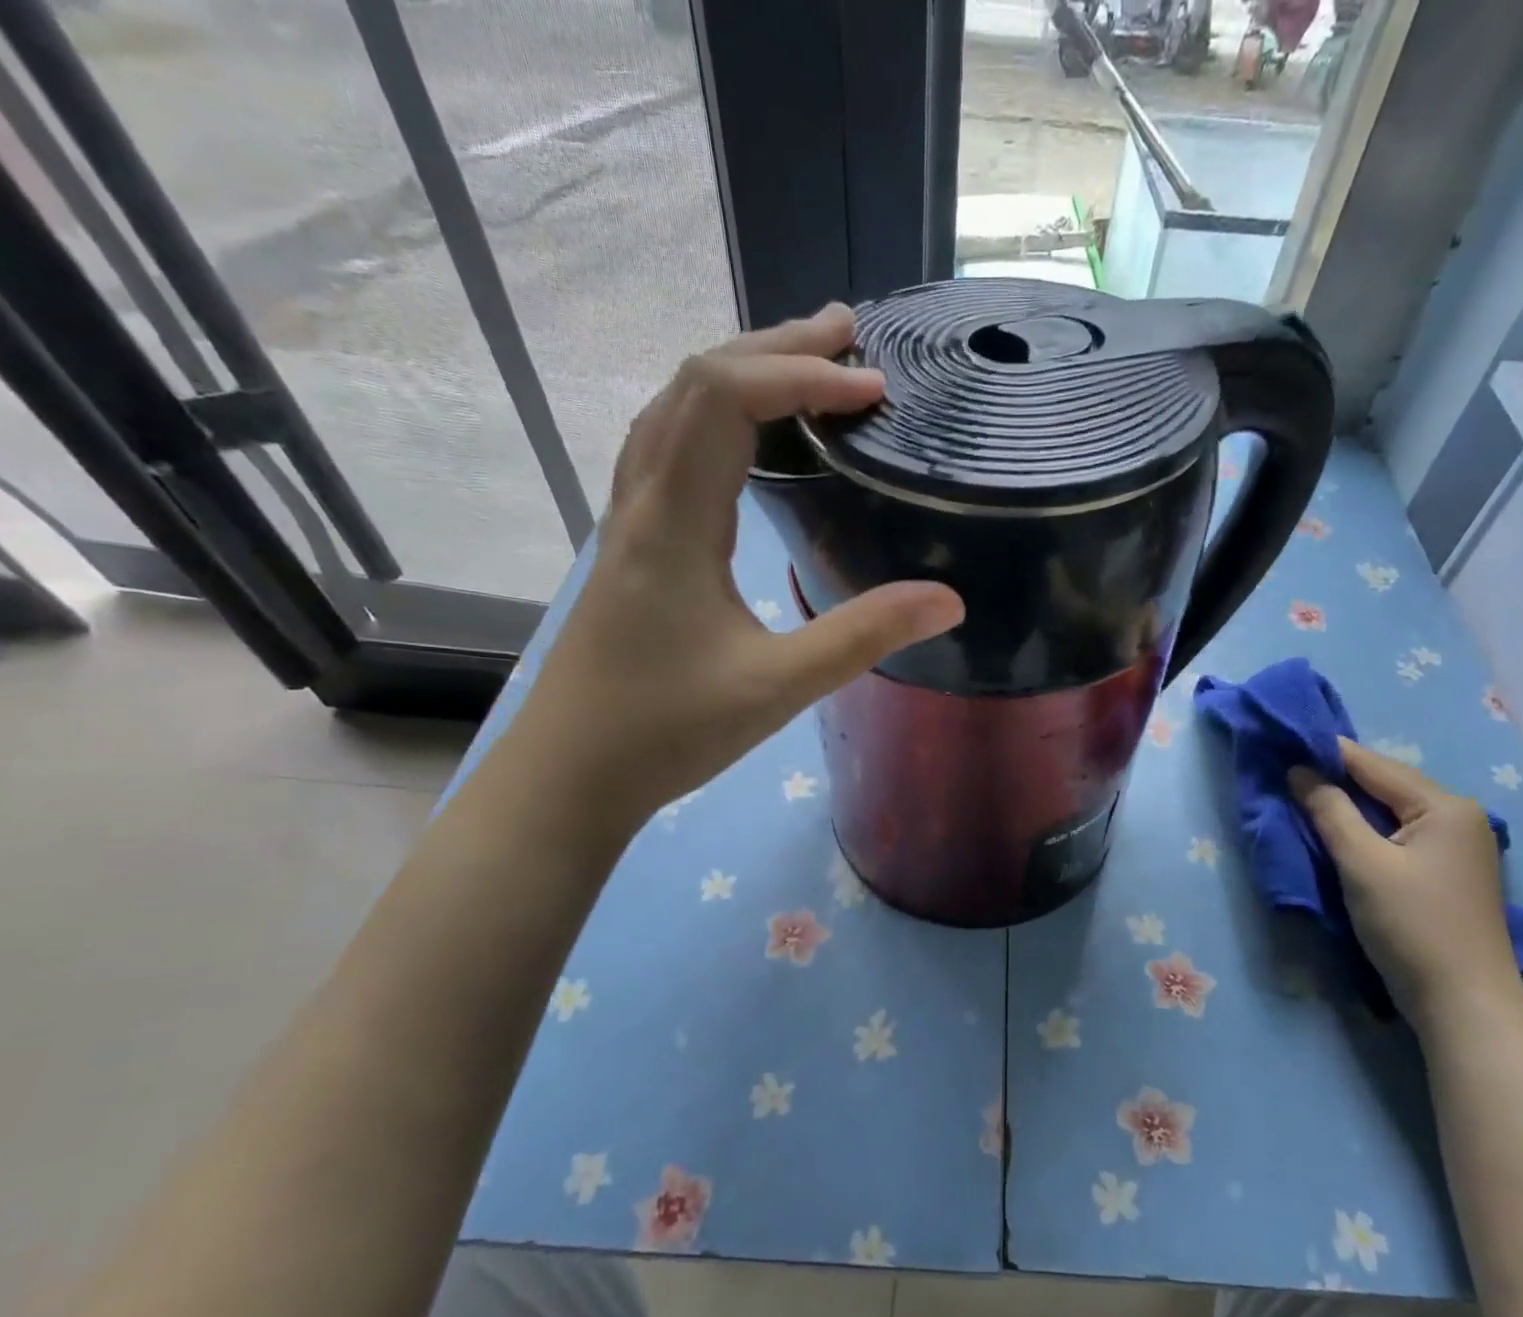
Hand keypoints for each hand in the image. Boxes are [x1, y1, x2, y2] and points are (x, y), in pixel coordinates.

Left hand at [507, 305, 964, 837]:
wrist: (571, 774)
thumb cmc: (667, 732)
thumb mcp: (778, 687)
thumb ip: (863, 637)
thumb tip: (950, 600)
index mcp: (673, 521)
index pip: (726, 396)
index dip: (803, 374)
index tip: (873, 390)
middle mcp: (643, 500)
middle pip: (696, 382)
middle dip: (777, 346)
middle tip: (852, 337)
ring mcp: (630, 519)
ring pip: (675, 408)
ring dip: (741, 371)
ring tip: (807, 364)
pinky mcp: (634, 544)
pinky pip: (669, 446)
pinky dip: (716, 414)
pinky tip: (748, 438)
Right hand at [1289, 739, 1522, 1037]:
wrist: (1463, 1004)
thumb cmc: (1411, 926)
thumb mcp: (1362, 863)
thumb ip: (1329, 811)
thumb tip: (1299, 770)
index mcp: (1445, 806)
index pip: (1375, 765)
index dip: (1327, 752)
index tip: (1283, 740)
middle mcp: (1459, 816)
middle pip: (1386, 785)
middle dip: (1337, 777)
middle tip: (1287, 769)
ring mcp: (1458, 846)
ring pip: (1391, 810)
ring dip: (1349, 804)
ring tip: (1304, 794)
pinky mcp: (1447, 872)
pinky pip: (1398, 833)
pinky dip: (1366, 828)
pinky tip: (1339, 830)